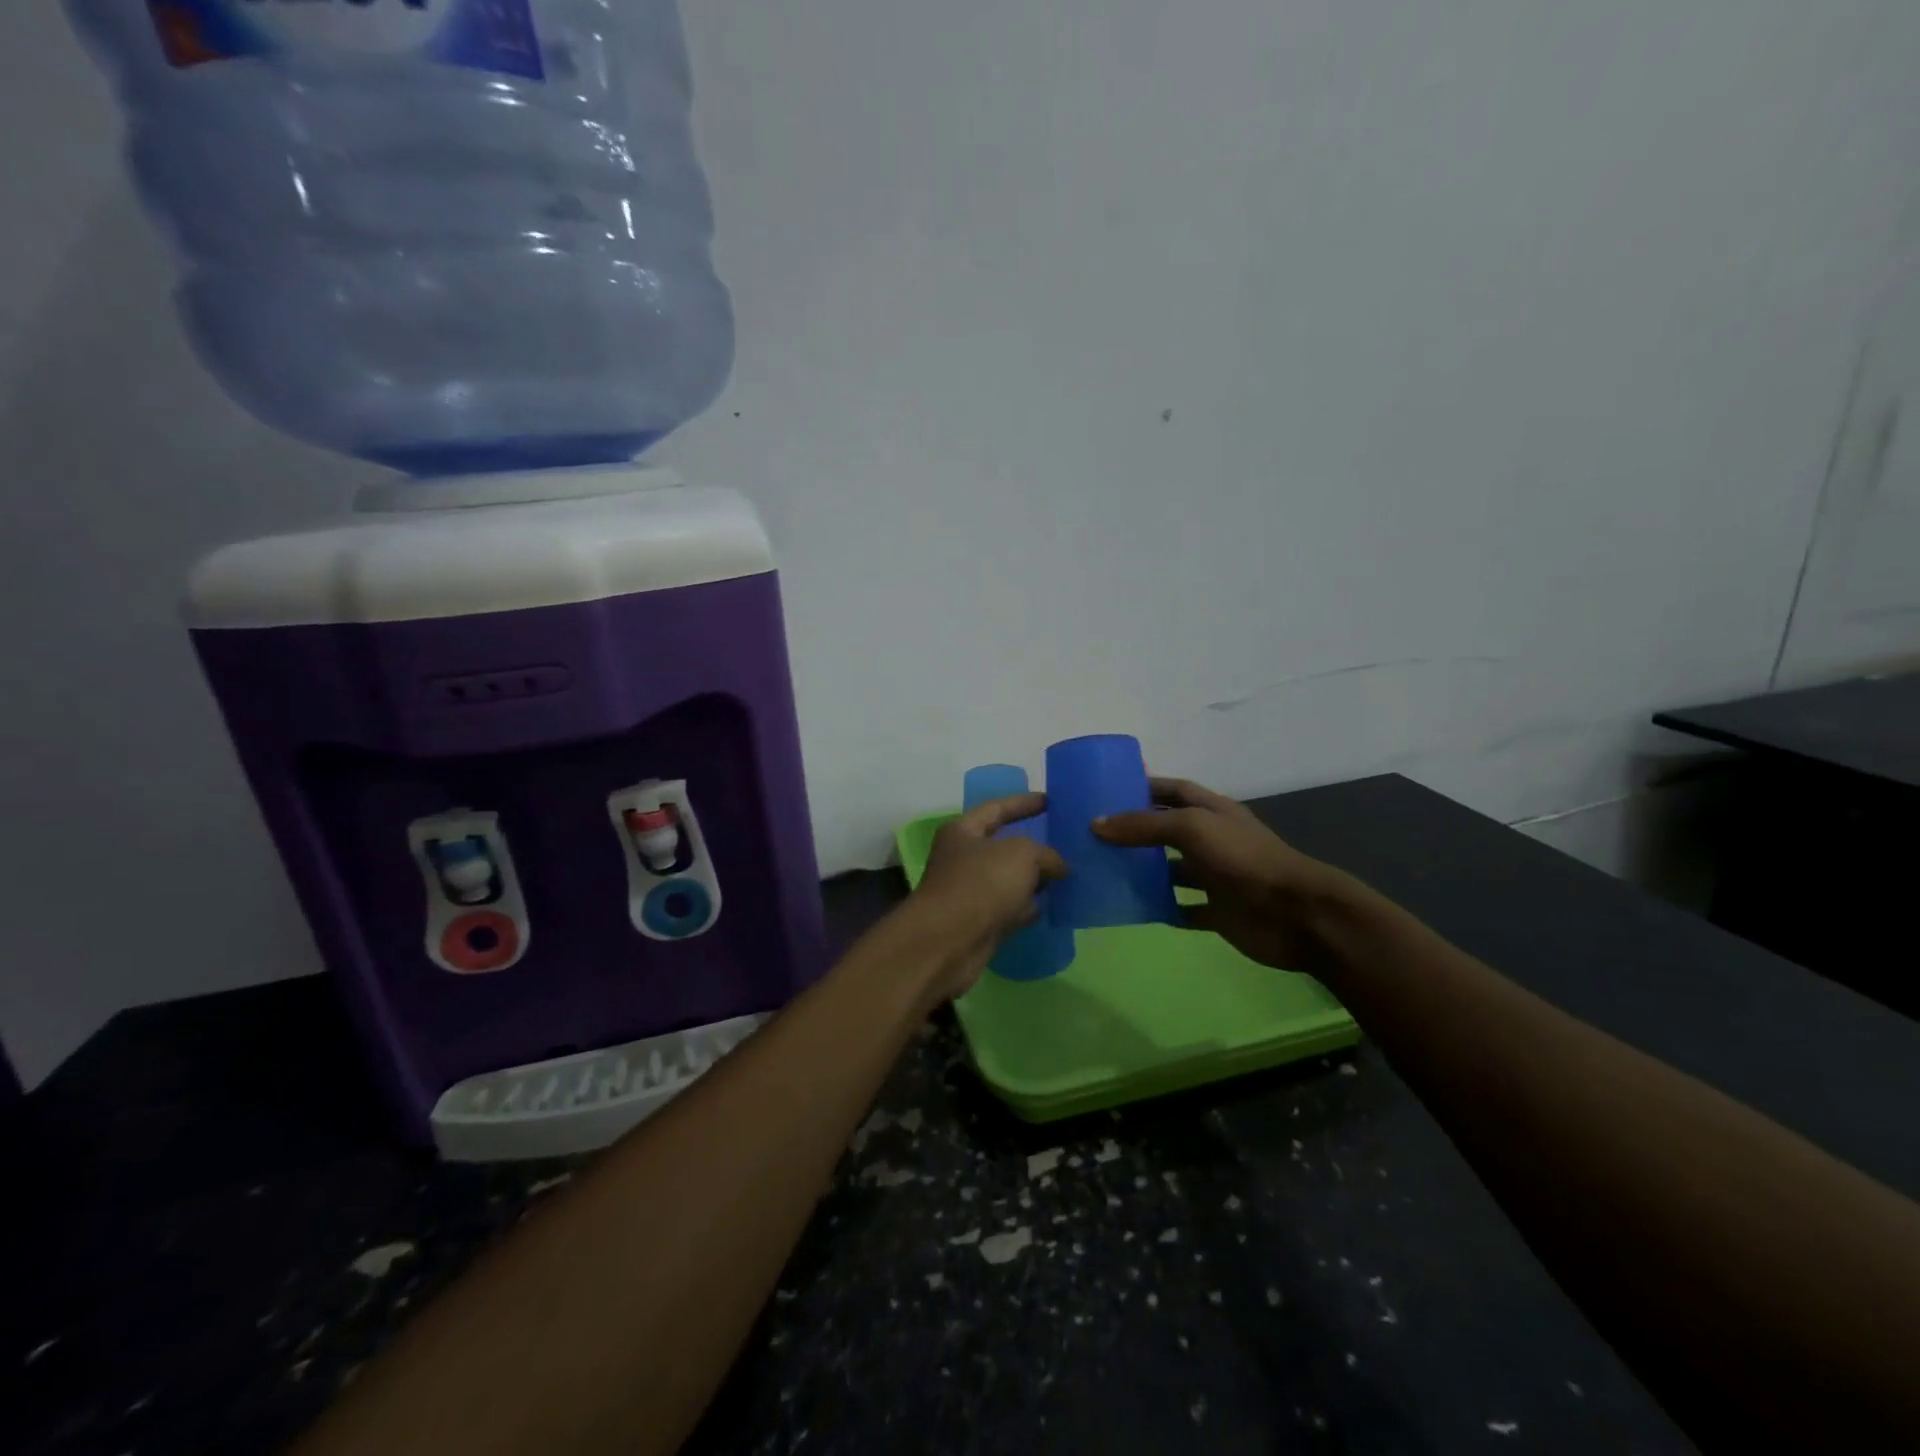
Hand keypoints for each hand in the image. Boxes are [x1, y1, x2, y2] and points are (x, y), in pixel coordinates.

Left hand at [905, 792, 1067, 1002]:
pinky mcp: (977, 923)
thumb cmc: (981, 884)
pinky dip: (1027, 907)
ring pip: (1008, 880)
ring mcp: (969, 892)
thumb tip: (1059, 868)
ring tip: (1065, 876)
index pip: (997, 809)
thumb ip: (1045, 854)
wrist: (949, 942)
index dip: (1024, 802)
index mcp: (963, 831)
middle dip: (1033, 846)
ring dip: (1032, 880)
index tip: (1050, 800)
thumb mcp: (1021, 855)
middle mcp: (961, 858)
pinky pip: (1008, 908)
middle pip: (1003, 846)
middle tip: (1065, 842)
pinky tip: (1050, 907)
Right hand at [1095, 777, 1350, 973]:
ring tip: (1103, 872)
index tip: (1105, 792)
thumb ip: (1144, 825)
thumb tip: (1096, 824)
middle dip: (1135, 831)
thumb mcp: (1192, 829)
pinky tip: (1133, 909)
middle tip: (1093, 836)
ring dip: (1144, 871)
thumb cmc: (1244, 859)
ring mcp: (1216, 877)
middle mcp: (1212, 840)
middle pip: (1167, 829)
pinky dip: (1161, 908)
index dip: (1143, 787)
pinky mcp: (1218, 912)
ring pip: (1172, 870)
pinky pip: (1182, 908)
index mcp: (1211, 811)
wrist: (1297, 915)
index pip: (1172, 790)